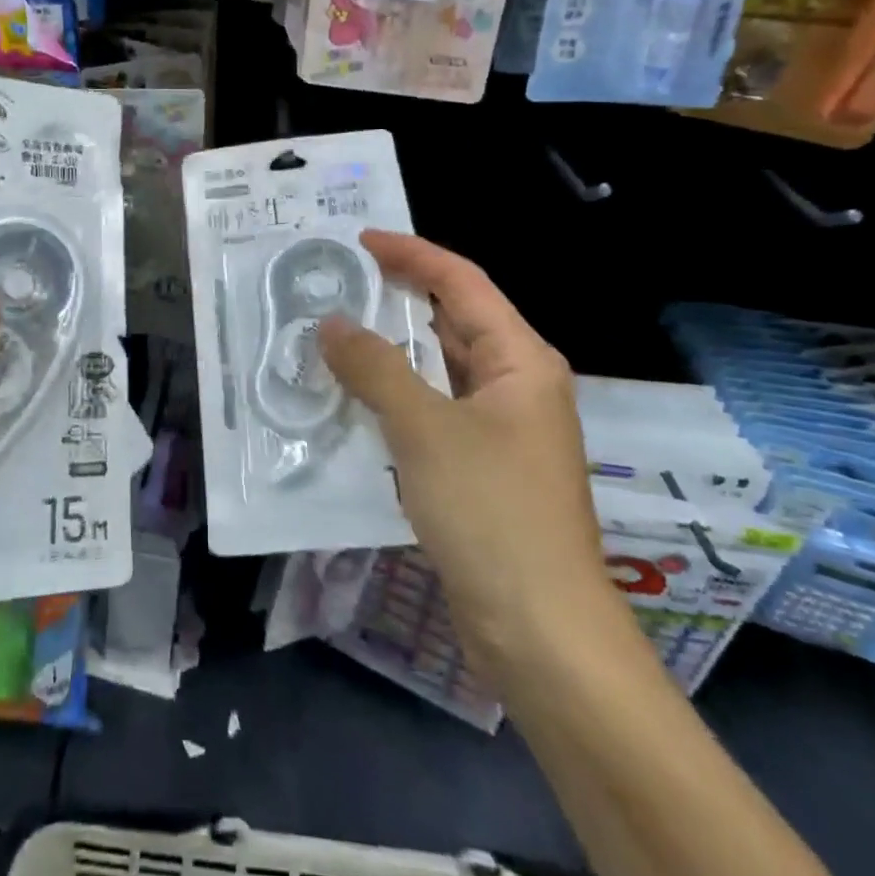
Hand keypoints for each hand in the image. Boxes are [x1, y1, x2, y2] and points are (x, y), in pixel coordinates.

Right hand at [320, 232, 617, 669]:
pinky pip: (433, 409)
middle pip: (453, 320)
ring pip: (439, 368)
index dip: (411, 254)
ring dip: (391, 349)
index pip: (461, 282)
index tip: (360, 241)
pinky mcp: (482, 467)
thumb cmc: (491, 513)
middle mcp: (516, 384)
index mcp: (519, 360)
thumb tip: (332, 323)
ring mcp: (501, 429)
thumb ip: (374, 367)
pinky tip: (354, 397)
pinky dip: (396, 394)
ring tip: (335, 331)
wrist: (542, 635)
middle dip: (397, 296)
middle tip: (338, 282)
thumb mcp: (424, 429)